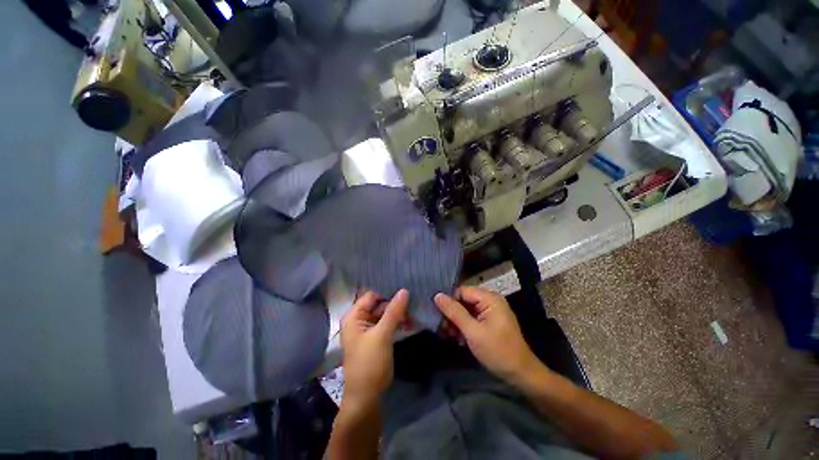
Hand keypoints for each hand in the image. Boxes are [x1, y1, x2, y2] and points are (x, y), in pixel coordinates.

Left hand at [340, 289, 407, 409]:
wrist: (366, 398)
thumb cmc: (370, 363)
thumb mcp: (383, 335)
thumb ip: (393, 311)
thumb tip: (404, 290)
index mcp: (354, 316)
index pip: (371, 296)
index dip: (387, 293)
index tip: (405, 292)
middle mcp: (358, 320)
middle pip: (378, 305)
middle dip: (395, 305)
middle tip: (413, 303)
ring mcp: (367, 330)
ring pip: (384, 315)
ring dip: (398, 315)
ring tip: (415, 314)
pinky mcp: (375, 339)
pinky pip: (386, 325)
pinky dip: (397, 323)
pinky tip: (411, 323)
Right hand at [434, 287, 539, 382]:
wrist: (521, 374)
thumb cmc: (498, 351)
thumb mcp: (473, 332)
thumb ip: (454, 312)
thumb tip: (437, 295)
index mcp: (489, 298)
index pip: (462, 291)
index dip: (449, 301)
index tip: (437, 314)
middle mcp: (490, 300)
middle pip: (463, 300)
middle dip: (452, 313)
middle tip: (442, 328)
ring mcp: (490, 311)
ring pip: (466, 309)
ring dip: (456, 321)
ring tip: (448, 335)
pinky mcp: (489, 321)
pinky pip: (472, 317)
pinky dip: (463, 326)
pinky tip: (458, 338)